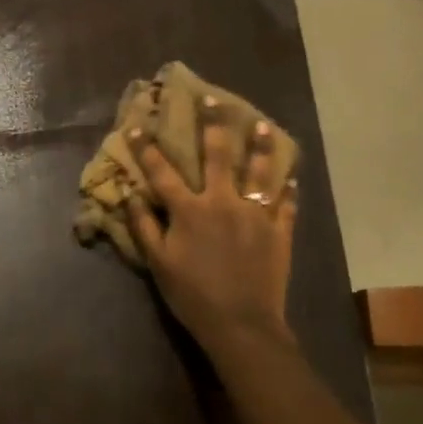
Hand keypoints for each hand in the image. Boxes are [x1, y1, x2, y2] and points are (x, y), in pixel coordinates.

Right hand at [125, 101, 297, 352]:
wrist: (241, 325)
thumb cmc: (193, 295)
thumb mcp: (159, 264)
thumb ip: (144, 227)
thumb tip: (132, 195)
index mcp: (189, 210)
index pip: (162, 172)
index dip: (146, 148)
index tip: (137, 126)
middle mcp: (222, 202)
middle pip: (217, 155)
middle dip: (213, 124)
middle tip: (213, 98)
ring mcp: (255, 215)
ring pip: (259, 172)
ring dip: (259, 145)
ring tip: (261, 124)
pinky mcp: (279, 231)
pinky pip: (285, 203)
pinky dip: (287, 187)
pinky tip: (290, 173)